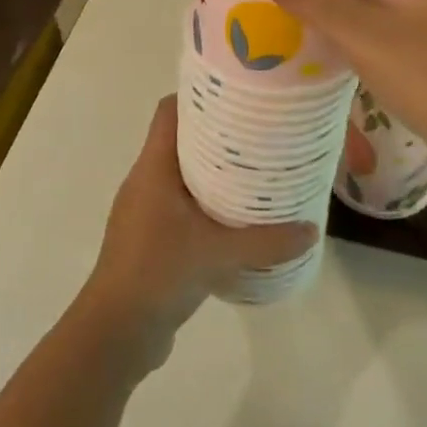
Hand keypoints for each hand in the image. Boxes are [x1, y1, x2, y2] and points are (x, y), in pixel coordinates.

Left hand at [82, 97, 317, 357]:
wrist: (116, 331)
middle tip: (259, 135)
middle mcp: (146, 180)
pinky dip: (207, 205)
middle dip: (217, 135)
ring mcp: (146, 210)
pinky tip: (237, 221)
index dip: (197, 96)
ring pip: (182, 176)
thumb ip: (266, 240)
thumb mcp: (217, 254)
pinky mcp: (152, 238)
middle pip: (179, 140)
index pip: (168, 111)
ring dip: (214, 173)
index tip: (236, 95)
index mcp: (153, 167)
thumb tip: (311, 230)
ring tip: (256, 174)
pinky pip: (182, 207)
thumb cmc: (158, 273)